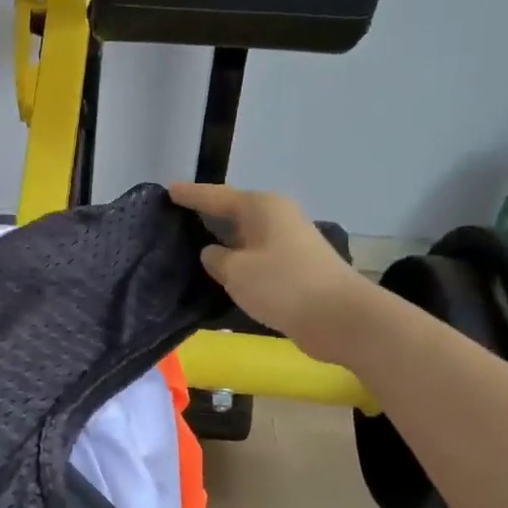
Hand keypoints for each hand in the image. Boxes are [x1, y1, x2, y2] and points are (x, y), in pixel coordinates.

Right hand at [169, 182, 375, 362]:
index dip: (191, 195)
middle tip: (176, 218)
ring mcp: (289, 240)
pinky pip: (256, 254)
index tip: (168, 190)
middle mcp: (277, 216)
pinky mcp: (296, 265)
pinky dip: (238, 259)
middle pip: (233, 211)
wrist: (340, 317)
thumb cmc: (283, 285)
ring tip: (192, 245)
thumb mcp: (236, 271)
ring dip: (223, 240)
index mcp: (261, 207)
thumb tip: (214, 254)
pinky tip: (222, 270)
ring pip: (245, 235)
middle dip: (207, 215)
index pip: (216, 196)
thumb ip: (216, 259)